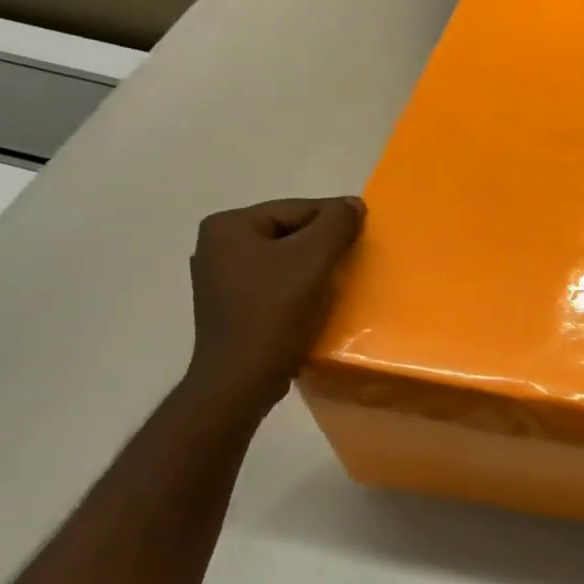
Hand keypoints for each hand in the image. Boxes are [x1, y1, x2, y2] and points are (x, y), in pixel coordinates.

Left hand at [185, 197, 364, 410]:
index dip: (335, 219)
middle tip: (356, 257)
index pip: (296, 209)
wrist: (242, 379)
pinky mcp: (230, 307)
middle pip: (288, 233)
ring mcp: (220, 279)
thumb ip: (337, 224)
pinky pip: (273, 283)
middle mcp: (216, 246)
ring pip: (283, 259)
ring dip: (313, 266)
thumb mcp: (313, 259)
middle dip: (323, 244)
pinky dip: (298, 286)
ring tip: (341, 280)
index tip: (366, 233)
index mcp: (228, 226)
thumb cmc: (274, 312)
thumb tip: (353, 204)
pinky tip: (316, 300)